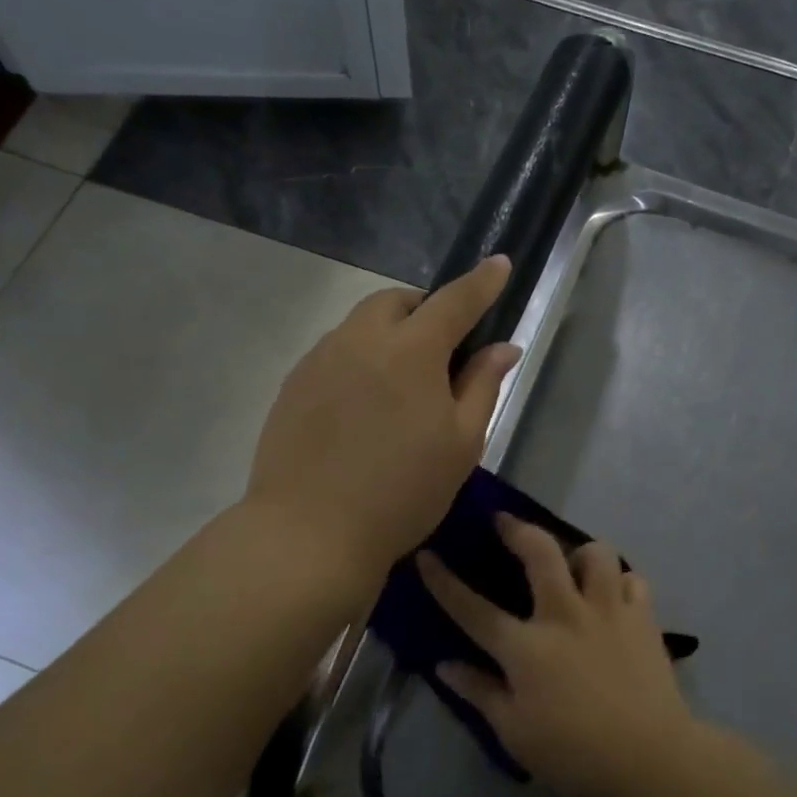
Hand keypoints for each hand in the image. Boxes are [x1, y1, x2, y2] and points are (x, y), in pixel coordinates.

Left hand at [246, 257, 521, 584]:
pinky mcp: (293, 384)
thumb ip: (483, 386)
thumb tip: (503, 347)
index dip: (482, 282)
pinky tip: (363, 404)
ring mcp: (319, 359)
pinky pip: (335, 351)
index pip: (455, 300)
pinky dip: (359, 358)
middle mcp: (361, 339)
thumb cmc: (402, 491)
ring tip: (401, 382)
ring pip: (361, 324)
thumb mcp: (461, 444)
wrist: (310, 532)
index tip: (499, 264)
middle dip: (425, 310)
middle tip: (442, 349)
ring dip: (389, 334)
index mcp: (411, 350)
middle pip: (397, 302)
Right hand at [418, 515, 695, 796]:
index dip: (444, 582)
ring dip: (581, 552)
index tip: (426, 556)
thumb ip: (479, 692)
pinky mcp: (644, 618)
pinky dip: (621, 581)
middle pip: (539, 553)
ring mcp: (608, 611)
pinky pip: (633, 580)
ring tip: (574, 565)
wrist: (650, 760)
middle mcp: (565, 615)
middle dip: (517, 529)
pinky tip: (615, 596)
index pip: (473, 609)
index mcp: (526, 647)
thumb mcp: (513, 732)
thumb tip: (443, 665)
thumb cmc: (573, 753)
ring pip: (596, 553)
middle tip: (504, 521)